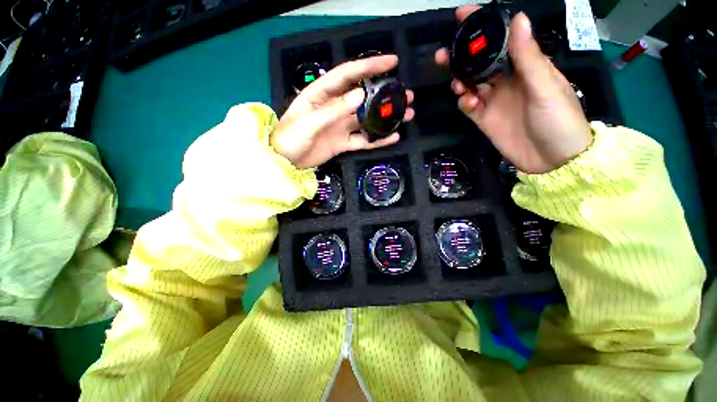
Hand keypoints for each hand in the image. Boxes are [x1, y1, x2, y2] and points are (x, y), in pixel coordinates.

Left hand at [271, 55, 414, 168]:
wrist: (285, 162)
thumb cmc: (290, 138)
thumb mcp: (309, 122)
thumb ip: (333, 110)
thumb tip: (360, 96)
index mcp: (322, 94)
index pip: (348, 75)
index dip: (369, 66)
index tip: (391, 63)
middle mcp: (335, 108)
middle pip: (363, 97)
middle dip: (384, 94)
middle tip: (405, 94)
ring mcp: (341, 126)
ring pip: (367, 119)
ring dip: (385, 117)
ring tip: (405, 114)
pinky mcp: (344, 143)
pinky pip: (363, 140)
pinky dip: (377, 140)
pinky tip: (392, 137)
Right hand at [436, 7, 591, 173]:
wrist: (553, 160)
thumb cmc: (558, 119)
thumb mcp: (545, 86)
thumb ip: (528, 56)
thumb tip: (517, 18)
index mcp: (524, 66)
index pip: (501, 40)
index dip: (482, 27)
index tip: (462, 16)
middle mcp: (506, 80)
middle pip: (478, 63)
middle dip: (461, 57)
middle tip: (443, 56)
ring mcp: (494, 101)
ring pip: (469, 84)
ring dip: (459, 82)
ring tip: (457, 85)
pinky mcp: (485, 119)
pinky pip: (468, 107)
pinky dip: (464, 103)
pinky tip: (468, 104)